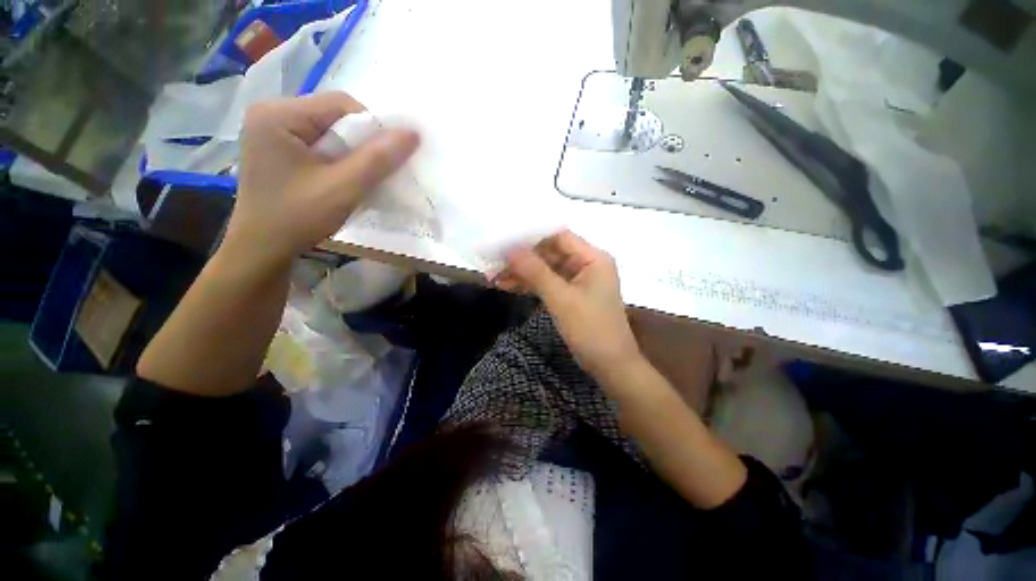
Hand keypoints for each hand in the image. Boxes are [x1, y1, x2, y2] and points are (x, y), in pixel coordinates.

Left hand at [225, 92, 419, 268]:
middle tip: (370, 174)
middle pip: (334, 117)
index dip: (372, 129)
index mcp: (279, 114)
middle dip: (360, 145)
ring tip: (355, 179)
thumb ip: (378, 159)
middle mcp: (271, 113)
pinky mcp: (276, 149)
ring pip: (329, 132)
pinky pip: (318, 145)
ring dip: (351, 155)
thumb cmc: (298, 217)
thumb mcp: (344, 188)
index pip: (341, 104)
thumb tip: (413, 133)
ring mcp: (271, 131)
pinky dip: (337, 160)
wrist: (262, 250)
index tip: (384, 161)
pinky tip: (339, 179)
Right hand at [495, 231, 642, 378]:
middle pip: (550, 253)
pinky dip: (530, 285)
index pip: (559, 237)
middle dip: (522, 259)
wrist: (610, 366)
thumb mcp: (561, 298)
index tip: (504, 243)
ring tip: (495, 278)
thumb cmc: (591, 329)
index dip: (531, 238)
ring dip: (522, 273)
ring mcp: (579, 280)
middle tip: (494, 264)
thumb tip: (509, 249)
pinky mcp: (572, 295)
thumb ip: (535, 272)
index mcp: (593, 258)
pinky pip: (548, 283)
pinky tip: (508, 286)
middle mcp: (587, 264)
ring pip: (546, 269)